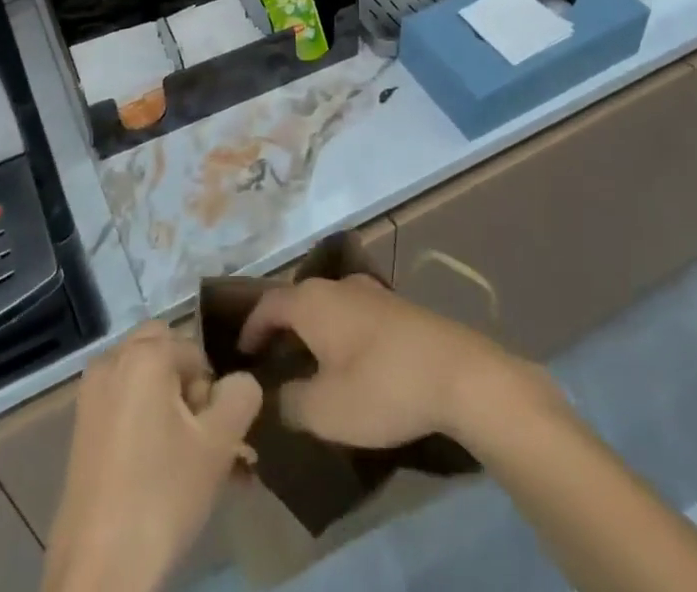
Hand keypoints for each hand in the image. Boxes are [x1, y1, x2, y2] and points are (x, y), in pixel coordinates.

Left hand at [42, 322, 261, 591]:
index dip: (211, 393)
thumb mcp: (219, 444)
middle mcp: (112, 360)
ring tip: (187, 460)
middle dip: (187, 388)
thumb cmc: (162, 494)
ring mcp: (91, 393)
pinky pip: (123, 403)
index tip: (212, 436)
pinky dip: (144, 421)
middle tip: (198, 437)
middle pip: (165, 354)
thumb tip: (240, 381)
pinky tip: (158, 468)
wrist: (99, 568)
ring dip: (169, 407)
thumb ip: (240, 397)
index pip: (196, 353)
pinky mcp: (81, 426)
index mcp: (144, 353)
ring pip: (144, 381)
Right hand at [237, 274, 516, 448]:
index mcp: (311, 301)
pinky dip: (338, 332)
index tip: (239, 355)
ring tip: (305, 363)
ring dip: (311, 330)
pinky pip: (351, 314)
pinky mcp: (395, 308)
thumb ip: (289, 403)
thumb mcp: (325, 410)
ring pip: (326, 306)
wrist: (457, 374)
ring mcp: (369, 292)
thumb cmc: (382, 387)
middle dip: (280, 328)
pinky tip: (347, 360)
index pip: (267, 305)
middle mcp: (336, 286)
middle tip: (269, 362)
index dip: (249, 328)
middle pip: (296, 300)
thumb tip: (273, 397)